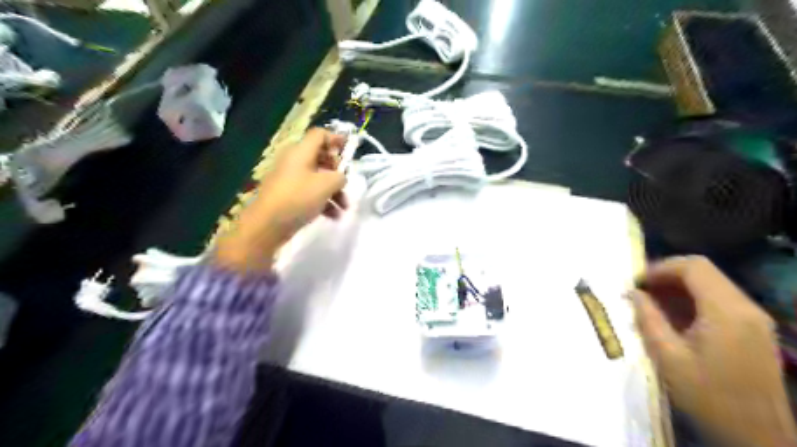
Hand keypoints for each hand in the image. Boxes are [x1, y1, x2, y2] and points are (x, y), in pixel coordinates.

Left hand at [213, 127, 348, 269]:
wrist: (267, 225)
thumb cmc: (298, 198)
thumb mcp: (326, 185)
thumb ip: (340, 177)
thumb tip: (340, 178)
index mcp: (301, 151)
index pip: (319, 135)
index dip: (336, 138)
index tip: (349, 149)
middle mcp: (294, 161)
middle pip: (321, 158)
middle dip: (337, 172)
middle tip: (345, 183)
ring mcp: (290, 179)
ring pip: (318, 178)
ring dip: (334, 191)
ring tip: (344, 207)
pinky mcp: (288, 195)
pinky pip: (310, 192)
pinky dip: (323, 201)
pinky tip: (333, 216)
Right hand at [633, 257, 792, 444]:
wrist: (757, 436)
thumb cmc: (708, 396)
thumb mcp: (668, 357)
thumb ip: (648, 318)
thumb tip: (632, 293)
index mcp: (726, 312)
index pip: (693, 267)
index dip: (660, 267)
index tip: (636, 282)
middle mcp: (745, 308)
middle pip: (703, 272)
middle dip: (667, 276)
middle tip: (640, 292)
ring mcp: (754, 319)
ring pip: (711, 284)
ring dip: (679, 288)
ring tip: (651, 304)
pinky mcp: (754, 330)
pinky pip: (720, 301)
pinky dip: (693, 301)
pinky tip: (674, 318)